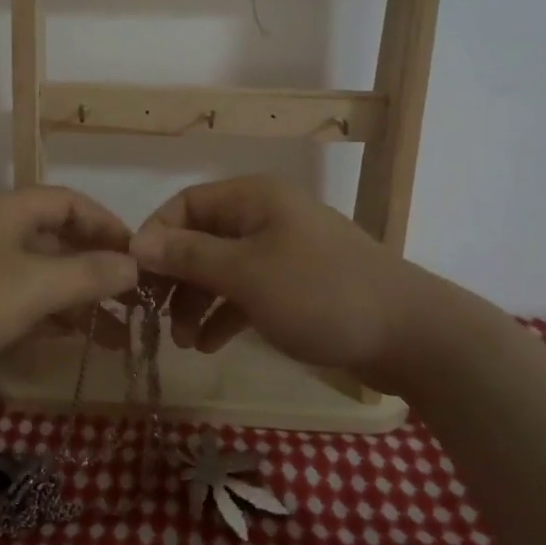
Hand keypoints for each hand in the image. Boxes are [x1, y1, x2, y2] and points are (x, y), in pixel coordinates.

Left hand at [0, 187, 138, 387]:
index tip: (136, 254)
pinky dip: (45, 311)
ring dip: (74, 294)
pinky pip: (16, 296)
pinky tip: (68, 336)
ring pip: (37, 272)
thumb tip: (134, 264)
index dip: (106, 223)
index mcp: (8, 211)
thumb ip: (90, 273)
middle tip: (129, 295)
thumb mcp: (37, 285)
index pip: (69, 202)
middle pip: (55, 237)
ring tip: (112, 328)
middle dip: (95, 265)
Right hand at [130, 175, 456, 393]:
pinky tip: (209, 346)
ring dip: (197, 301)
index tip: (136, 277)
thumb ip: (189, 256)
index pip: (185, 204)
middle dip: (176, 277)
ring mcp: (283, 252)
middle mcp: (265, 217)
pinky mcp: (297, 286)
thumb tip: (136, 242)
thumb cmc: (319, 293)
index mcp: (253, 198)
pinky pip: (247, 292)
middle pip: (202, 238)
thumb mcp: (245, 274)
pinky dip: (225, 314)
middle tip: (155, 316)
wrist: (410, 335)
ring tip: (183, 342)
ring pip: (223, 269)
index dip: (156, 236)